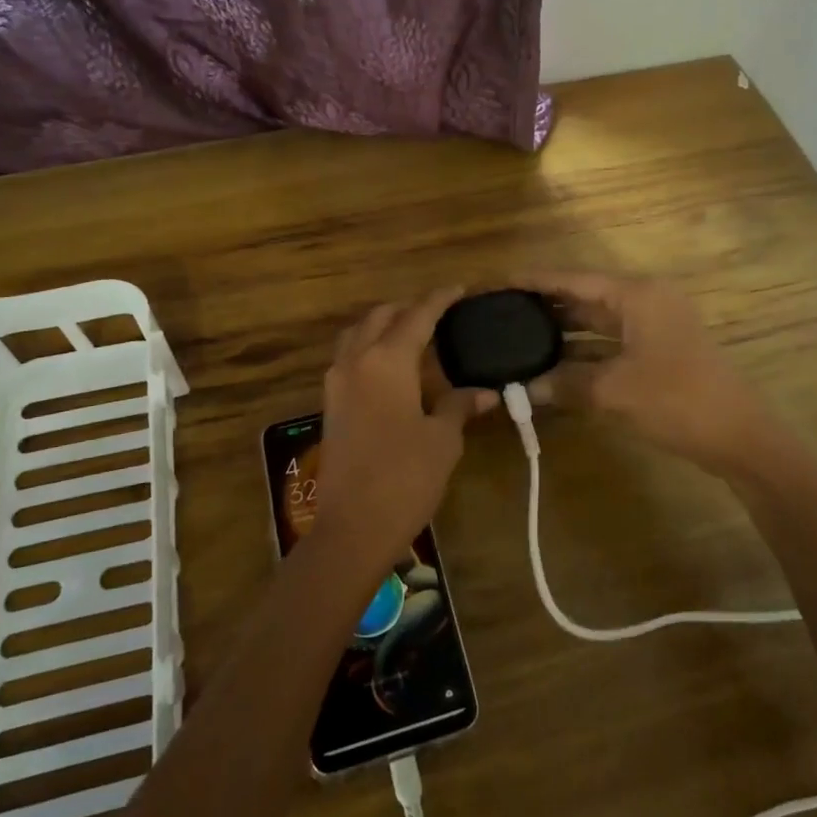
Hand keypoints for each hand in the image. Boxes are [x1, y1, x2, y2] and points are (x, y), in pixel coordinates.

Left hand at [313, 288, 495, 571]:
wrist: (352, 526)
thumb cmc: (405, 478)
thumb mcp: (443, 440)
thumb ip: (460, 405)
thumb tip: (486, 392)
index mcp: (387, 361)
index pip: (417, 316)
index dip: (440, 299)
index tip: (459, 289)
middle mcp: (356, 361)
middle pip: (381, 317)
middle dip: (409, 308)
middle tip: (438, 313)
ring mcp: (337, 382)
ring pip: (358, 334)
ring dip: (384, 325)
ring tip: (413, 334)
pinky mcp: (330, 403)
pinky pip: (349, 357)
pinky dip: (369, 347)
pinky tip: (391, 366)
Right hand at [521, 272, 776, 475]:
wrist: (740, 436)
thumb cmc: (678, 400)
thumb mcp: (615, 391)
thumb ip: (566, 384)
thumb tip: (524, 388)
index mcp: (637, 295)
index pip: (573, 279)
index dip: (534, 280)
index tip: (498, 282)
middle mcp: (644, 302)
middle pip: (584, 297)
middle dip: (545, 307)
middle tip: (501, 313)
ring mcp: (653, 327)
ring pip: (596, 323)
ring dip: (562, 334)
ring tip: (517, 338)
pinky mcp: (657, 352)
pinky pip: (609, 345)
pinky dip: (582, 355)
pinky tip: (552, 367)